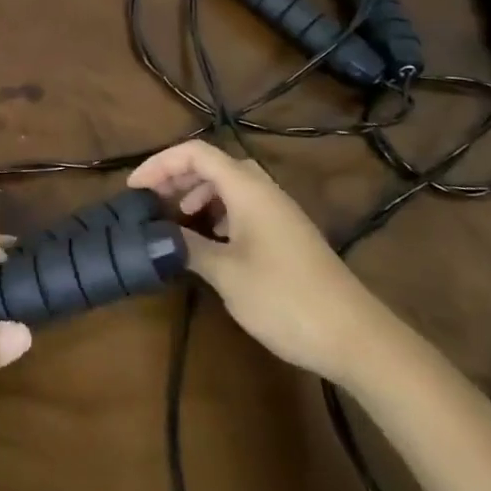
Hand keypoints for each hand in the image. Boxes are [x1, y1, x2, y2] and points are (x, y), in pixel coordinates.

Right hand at [128, 140, 389, 381]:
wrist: (356, 337)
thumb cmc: (284, 298)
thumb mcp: (226, 273)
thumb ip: (188, 246)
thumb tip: (157, 234)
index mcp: (247, 188)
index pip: (196, 153)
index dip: (160, 163)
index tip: (134, 188)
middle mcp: (263, 190)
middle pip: (212, 165)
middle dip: (177, 178)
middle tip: (151, 203)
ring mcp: (278, 212)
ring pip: (228, 186)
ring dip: (197, 196)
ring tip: (175, 222)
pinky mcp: (286, 234)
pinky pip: (243, 207)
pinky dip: (217, 214)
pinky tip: (209, 243)